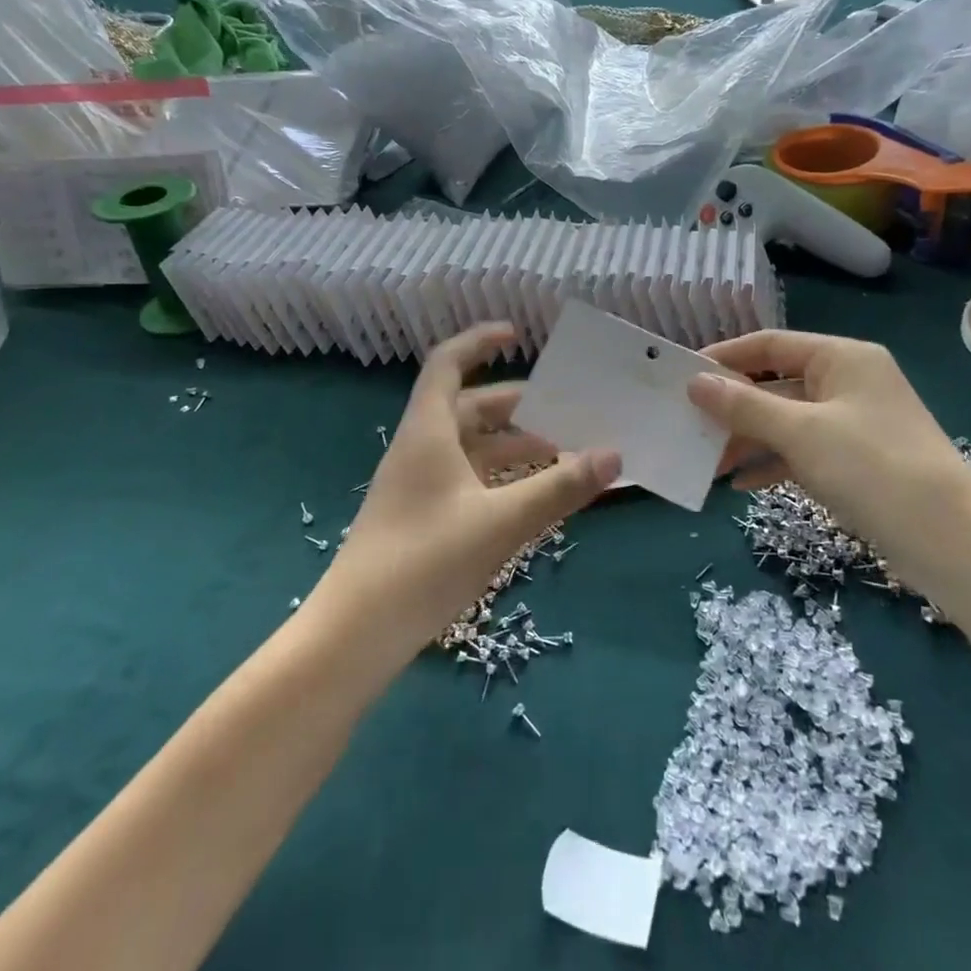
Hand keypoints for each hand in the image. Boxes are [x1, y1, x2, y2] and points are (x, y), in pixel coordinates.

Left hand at [313, 324, 619, 671]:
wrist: (357, 634)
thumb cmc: (424, 562)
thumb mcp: (500, 523)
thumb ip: (559, 488)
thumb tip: (613, 455)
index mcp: (428, 433)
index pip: (447, 365)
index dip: (478, 342)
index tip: (516, 335)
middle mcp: (420, 450)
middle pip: (468, 409)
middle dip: (516, 405)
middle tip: (565, 409)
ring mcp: (418, 487)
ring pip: (471, 448)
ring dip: (513, 445)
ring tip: (563, 452)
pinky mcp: (422, 518)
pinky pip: (469, 481)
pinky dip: (502, 478)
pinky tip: (533, 497)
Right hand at [687, 330, 970, 578]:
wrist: (950, 539)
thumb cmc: (872, 467)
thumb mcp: (801, 432)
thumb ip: (744, 406)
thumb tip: (695, 382)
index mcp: (841, 358)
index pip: (769, 344)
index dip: (724, 357)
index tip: (681, 375)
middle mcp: (846, 382)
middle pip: (774, 384)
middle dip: (732, 406)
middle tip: (687, 424)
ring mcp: (851, 423)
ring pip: (785, 421)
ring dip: (747, 439)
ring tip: (706, 460)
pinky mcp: (854, 461)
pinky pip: (801, 451)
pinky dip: (772, 463)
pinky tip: (740, 483)